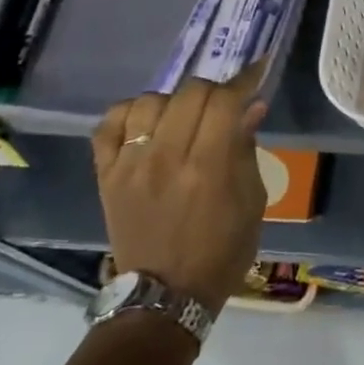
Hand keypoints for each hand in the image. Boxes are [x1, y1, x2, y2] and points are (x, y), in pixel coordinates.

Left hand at [92, 68, 268, 319]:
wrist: (166, 295)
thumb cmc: (223, 249)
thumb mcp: (253, 201)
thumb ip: (247, 149)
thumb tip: (251, 107)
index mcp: (209, 168)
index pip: (225, 102)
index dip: (244, 79)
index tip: (258, 69)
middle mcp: (166, 159)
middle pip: (189, 93)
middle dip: (214, 90)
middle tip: (224, 104)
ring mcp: (130, 166)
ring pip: (150, 101)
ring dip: (174, 100)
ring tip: (185, 116)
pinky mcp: (105, 176)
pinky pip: (109, 125)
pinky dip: (130, 113)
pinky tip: (147, 122)